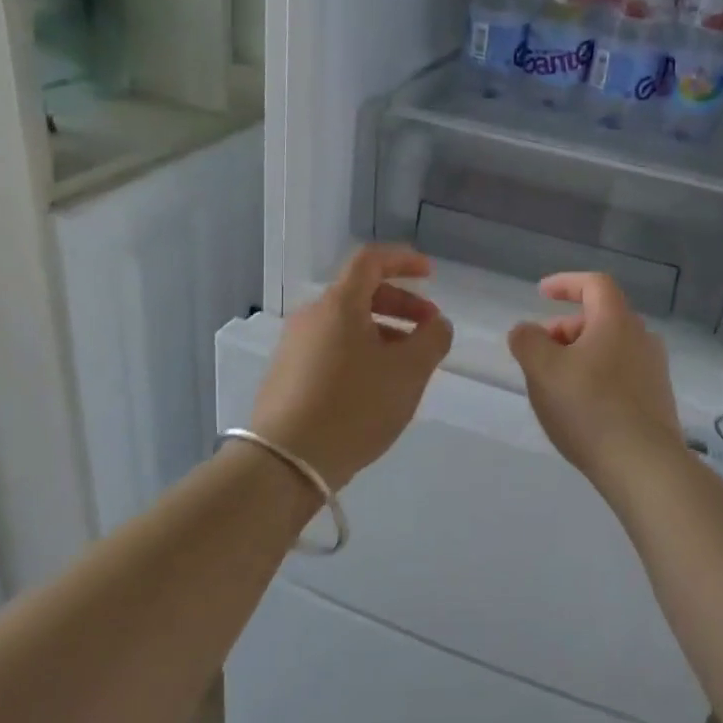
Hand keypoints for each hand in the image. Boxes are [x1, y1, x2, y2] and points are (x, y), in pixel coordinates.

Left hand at [248, 245, 453, 490]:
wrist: (286, 462)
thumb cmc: (354, 407)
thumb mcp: (408, 373)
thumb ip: (432, 340)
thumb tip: (437, 324)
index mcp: (339, 305)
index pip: (370, 261)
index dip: (403, 260)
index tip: (430, 274)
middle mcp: (311, 317)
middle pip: (360, 294)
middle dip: (400, 305)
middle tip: (428, 329)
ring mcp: (293, 347)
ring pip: (346, 325)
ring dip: (382, 332)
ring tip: (407, 365)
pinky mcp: (286, 376)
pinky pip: (331, 349)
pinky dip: (360, 353)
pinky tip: (374, 387)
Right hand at [507, 273, 686, 489]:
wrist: (644, 466)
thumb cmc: (589, 408)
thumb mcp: (542, 370)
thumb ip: (527, 341)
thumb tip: (526, 331)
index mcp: (617, 321)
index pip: (594, 285)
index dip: (566, 283)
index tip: (541, 293)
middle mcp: (642, 338)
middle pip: (601, 318)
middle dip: (566, 328)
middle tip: (540, 353)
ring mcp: (654, 371)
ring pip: (611, 348)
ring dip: (580, 355)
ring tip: (556, 384)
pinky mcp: (658, 401)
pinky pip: (621, 375)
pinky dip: (597, 378)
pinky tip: (581, 408)